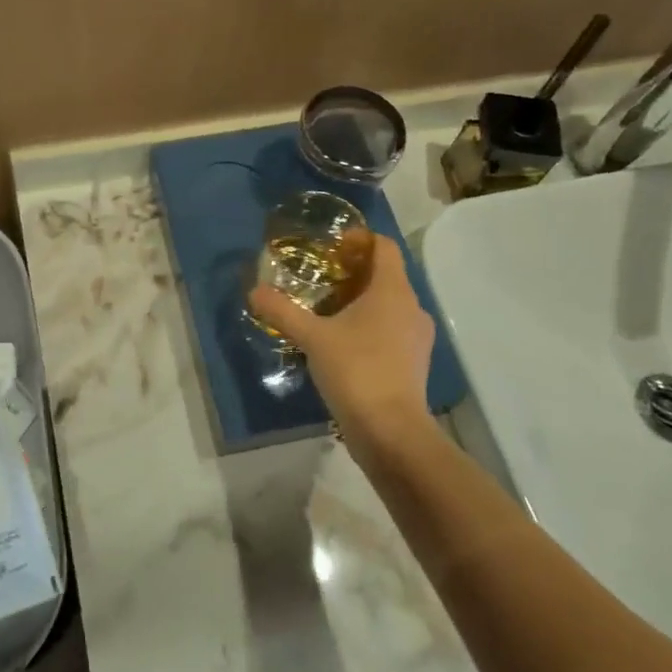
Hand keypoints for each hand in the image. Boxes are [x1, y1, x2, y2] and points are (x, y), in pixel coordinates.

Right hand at [249, 231, 433, 448]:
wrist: (390, 432)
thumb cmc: (356, 370)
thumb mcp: (312, 337)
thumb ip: (283, 311)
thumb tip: (255, 291)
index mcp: (393, 291)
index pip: (385, 247)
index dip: (360, 239)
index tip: (332, 246)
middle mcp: (412, 307)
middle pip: (386, 275)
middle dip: (354, 272)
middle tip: (320, 278)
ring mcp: (417, 338)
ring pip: (390, 305)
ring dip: (361, 301)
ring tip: (326, 311)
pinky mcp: (413, 363)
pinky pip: (391, 330)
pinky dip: (369, 327)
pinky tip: (341, 343)